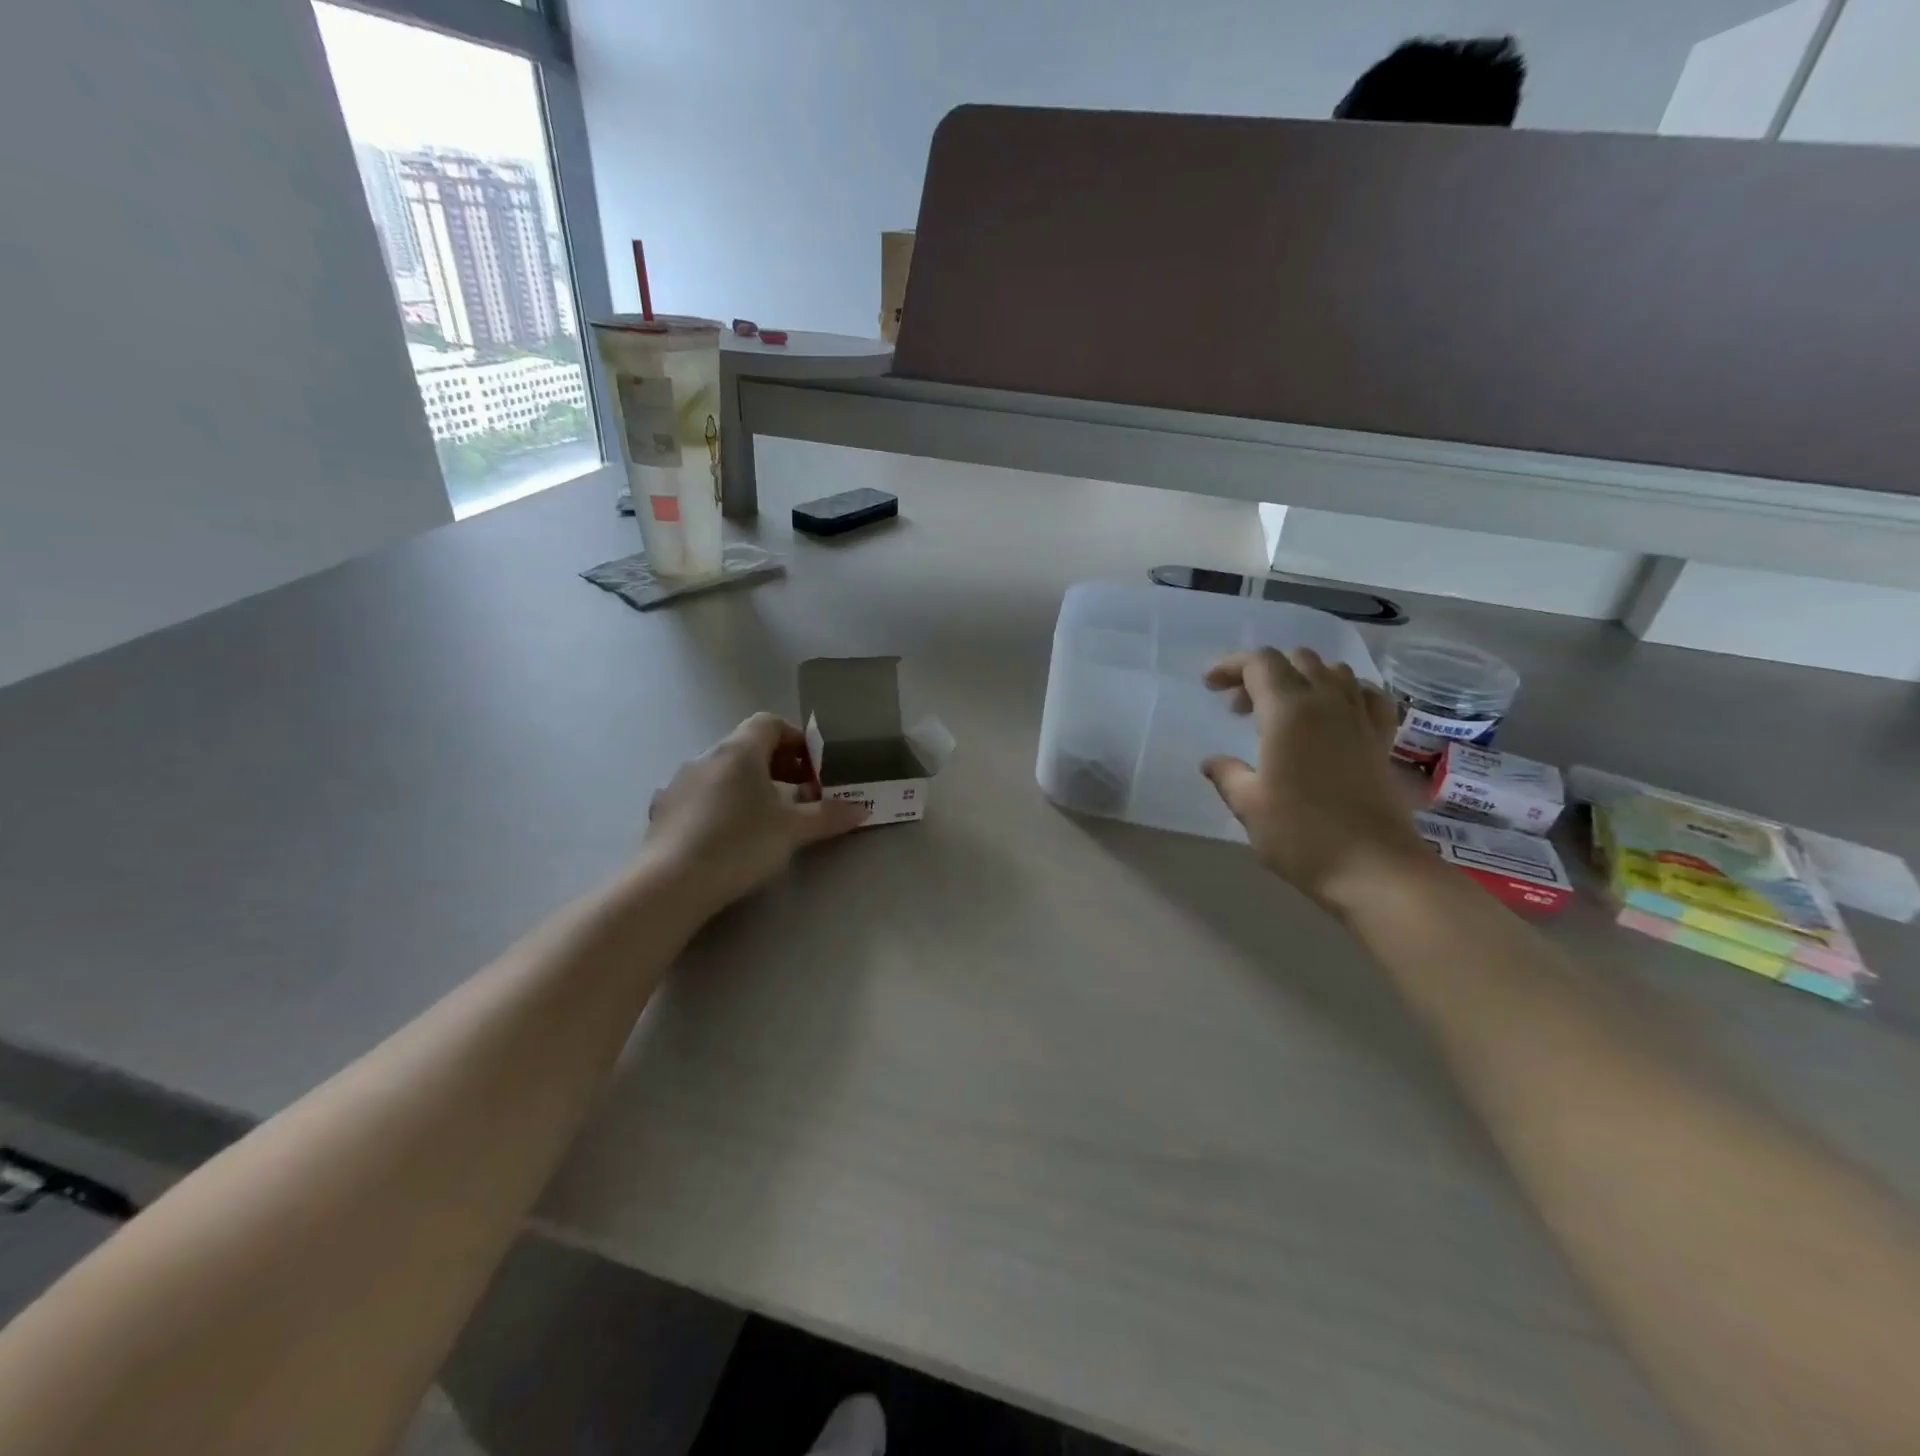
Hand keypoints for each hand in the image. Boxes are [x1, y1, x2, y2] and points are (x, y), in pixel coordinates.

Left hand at [644, 713, 866, 914]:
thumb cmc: (740, 843)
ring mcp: (679, 783)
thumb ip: (828, 816)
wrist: (671, 883)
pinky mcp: (663, 811)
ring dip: (747, 786)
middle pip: (747, 747)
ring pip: (722, 772)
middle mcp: (707, 757)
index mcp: (740, 751)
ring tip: (764, 819)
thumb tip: (862, 809)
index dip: (796, 740)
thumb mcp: (793, 830)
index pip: (770, 723)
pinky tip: (726, 837)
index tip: (813, 770)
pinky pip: (699, 797)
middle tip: (798, 797)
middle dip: (777, 767)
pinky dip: (719, 806)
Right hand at [1201, 648, 1431, 913]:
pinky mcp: (1382, 739)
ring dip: (1301, 678)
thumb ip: (1227, 774)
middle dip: (1262, 672)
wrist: (1374, 868)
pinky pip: (1366, 695)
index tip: (1210, 686)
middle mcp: (1328, 702)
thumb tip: (1213, 762)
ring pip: (1333, 671)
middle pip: (1295, 660)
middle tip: (1239, 707)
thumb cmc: (1301, 834)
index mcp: (1289, 711)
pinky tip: (1333, 713)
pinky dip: (1344, 692)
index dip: (1230, 666)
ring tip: (1281, 709)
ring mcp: (1360, 718)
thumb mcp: (1249, 805)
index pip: (1259, 663)